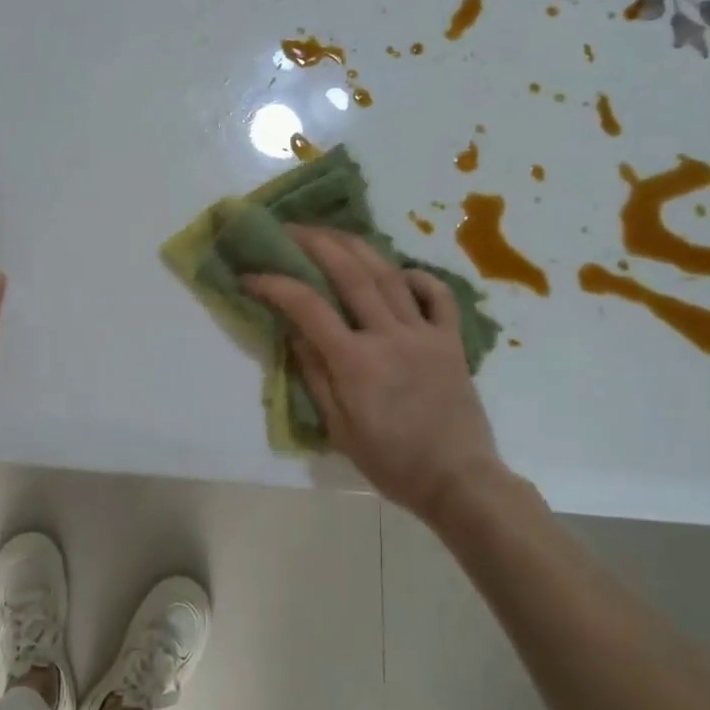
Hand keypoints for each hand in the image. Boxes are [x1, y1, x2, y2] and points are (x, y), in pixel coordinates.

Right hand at [243, 227, 501, 520]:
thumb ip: (315, 374)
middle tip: (290, 229)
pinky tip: (399, 272)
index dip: (275, 284)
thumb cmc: (391, 462)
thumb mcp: (339, 427)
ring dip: (357, 246)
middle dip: (315, 243)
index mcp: (356, 362)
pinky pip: (439, 296)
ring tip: (332, 232)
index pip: (307, 307)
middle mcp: (390, 336)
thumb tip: (294, 330)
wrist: (458, 480)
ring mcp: (425, 333)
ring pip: (389, 274)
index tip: (250, 275)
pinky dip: (418, 276)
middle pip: (350, 273)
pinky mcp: (451, 340)